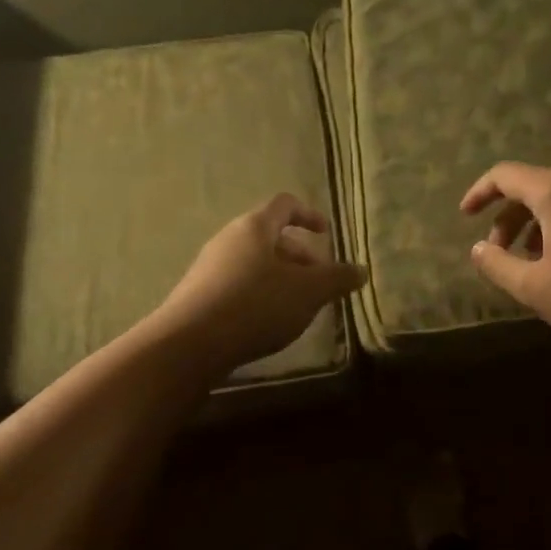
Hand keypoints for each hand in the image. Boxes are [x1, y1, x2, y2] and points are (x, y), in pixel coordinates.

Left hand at [149, 194, 364, 377]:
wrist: (189, 344)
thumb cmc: (256, 305)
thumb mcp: (308, 292)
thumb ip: (337, 279)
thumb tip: (361, 270)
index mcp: (255, 227)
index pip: (285, 204)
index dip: (309, 215)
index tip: (326, 234)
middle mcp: (229, 239)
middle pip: (271, 237)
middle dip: (300, 257)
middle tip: (320, 283)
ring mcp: (209, 267)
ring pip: (255, 263)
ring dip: (281, 279)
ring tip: (298, 307)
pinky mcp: (199, 296)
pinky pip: (238, 285)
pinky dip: (260, 295)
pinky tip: (268, 323)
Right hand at [461, 163, 550, 346]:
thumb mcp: (535, 288)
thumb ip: (497, 265)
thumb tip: (479, 249)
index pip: (505, 175)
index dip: (479, 192)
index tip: (466, 215)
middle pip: (536, 187)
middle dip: (511, 217)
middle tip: (502, 253)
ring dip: (541, 224)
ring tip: (538, 263)